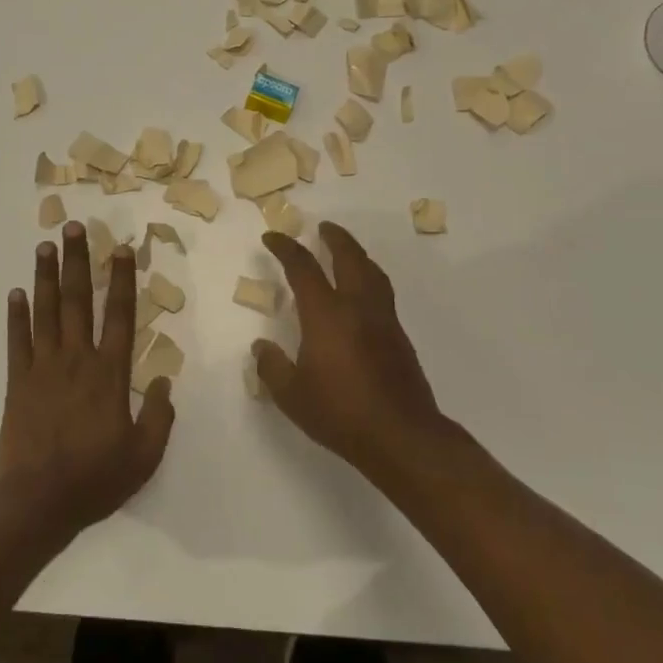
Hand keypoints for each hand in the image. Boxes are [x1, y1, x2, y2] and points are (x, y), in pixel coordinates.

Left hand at [0, 222, 174, 534]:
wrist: (36, 501)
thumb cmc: (95, 479)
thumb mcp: (144, 456)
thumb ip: (160, 417)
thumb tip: (166, 381)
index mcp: (110, 373)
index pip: (120, 315)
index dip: (121, 280)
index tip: (120, 249)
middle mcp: (77, 359)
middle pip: (78, 301)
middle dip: (77, 261)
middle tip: (72, 227)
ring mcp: (43, 367)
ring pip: (46, 311)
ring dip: (46, 276)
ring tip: (44, 246)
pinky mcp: (17, 381)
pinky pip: (17, 340)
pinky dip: (16, 315)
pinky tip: (15, 292)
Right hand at [254, 222, 450, 483]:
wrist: (401, 436)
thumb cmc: (340, 413)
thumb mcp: (292, 395)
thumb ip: (272, 368)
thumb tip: (261, 347)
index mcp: (326, 314)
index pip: (303, 268)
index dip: (286, 248)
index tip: (272, 238)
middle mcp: (357, 306)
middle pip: (348, 257)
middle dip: (334, 238)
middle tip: (323, 227)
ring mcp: (383, 319)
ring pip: (372, 271)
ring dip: (356, 254)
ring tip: (346, 251)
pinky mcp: (399, 336)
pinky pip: (382, 291)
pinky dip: (369, 277)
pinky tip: (362, 292)